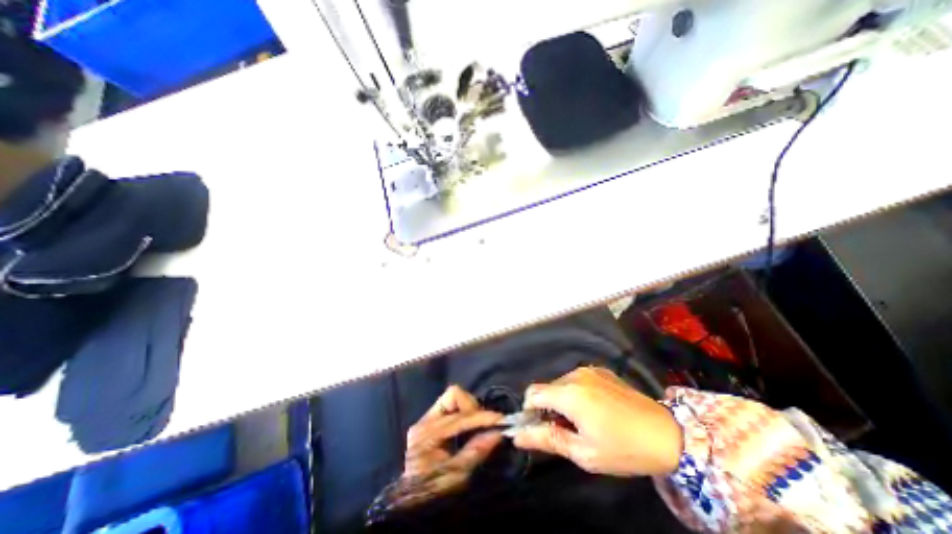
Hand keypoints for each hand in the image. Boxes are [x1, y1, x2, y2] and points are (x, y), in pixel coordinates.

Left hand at [379, 386, 499, 510]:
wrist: (412, 504)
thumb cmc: (433, 491)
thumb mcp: (457, 476)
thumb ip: (476, 451)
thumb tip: (497, 433)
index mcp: (428, 433)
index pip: (460, 416)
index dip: (482, 417)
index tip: (501, 420)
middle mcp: (425, 420)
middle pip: (454, 396)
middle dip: (474, 407)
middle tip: (486, 423)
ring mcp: (426, 418)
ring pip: (452, 397)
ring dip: (469, 407)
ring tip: (478, 424)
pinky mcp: (430, 420)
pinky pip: (450, 405)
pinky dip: (463, 411)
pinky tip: (469, 425)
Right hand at [517, 368, 680, 474]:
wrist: (667, 434)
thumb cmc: (623, 448)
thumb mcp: (583, 452)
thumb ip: (547, 440)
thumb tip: (517, 436)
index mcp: (569, 393)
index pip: (532, 393)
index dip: (529, 411)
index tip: (539, 428)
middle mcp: (575, 375)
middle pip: (547, 389)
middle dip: (548, 408)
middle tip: (565, 431)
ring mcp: (589, 370)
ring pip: (561, 384)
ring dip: (562, 401)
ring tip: (582, 422)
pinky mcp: (600, 371)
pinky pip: (576, 380)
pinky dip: (575, 393)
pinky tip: (595, 409)